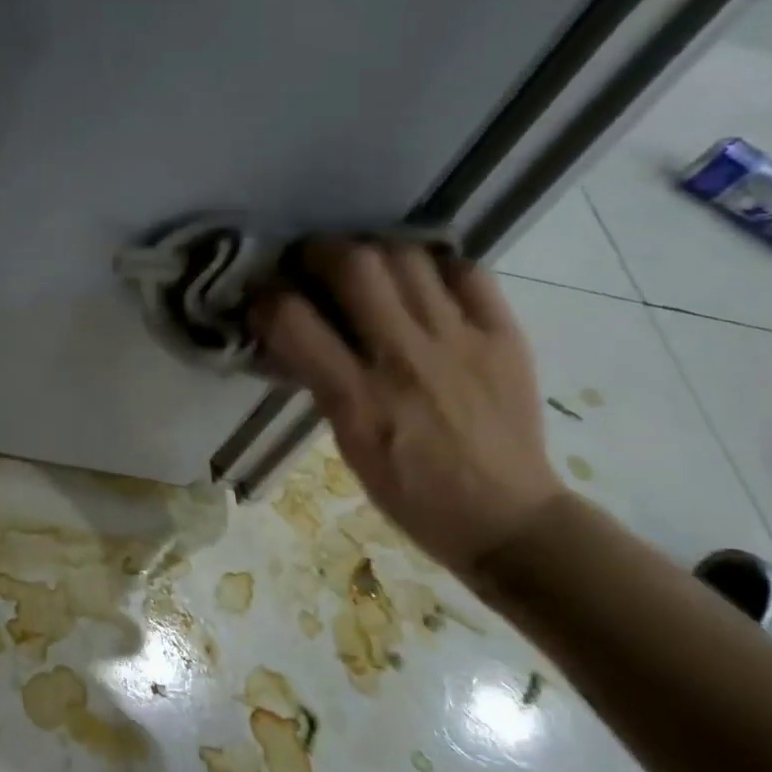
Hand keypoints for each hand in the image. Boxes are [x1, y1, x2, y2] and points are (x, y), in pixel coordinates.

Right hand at [251, 242, 568, 577]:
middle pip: (354, 265)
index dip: (266, 295)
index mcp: (357, 399)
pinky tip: (423, 282)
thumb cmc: (411, 491)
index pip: (293, 319)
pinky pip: (468, 272)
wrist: (508, 520)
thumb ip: (321, 380)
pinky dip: (436, 267)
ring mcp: (461, 342)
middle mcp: (406, 359)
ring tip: (368, 268)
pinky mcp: (505, 337)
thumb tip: (293, 328)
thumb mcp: (347, 443)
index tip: (263, 294)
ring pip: (407, 257)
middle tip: (313, 263)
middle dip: (320, 251)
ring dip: (374, 252)